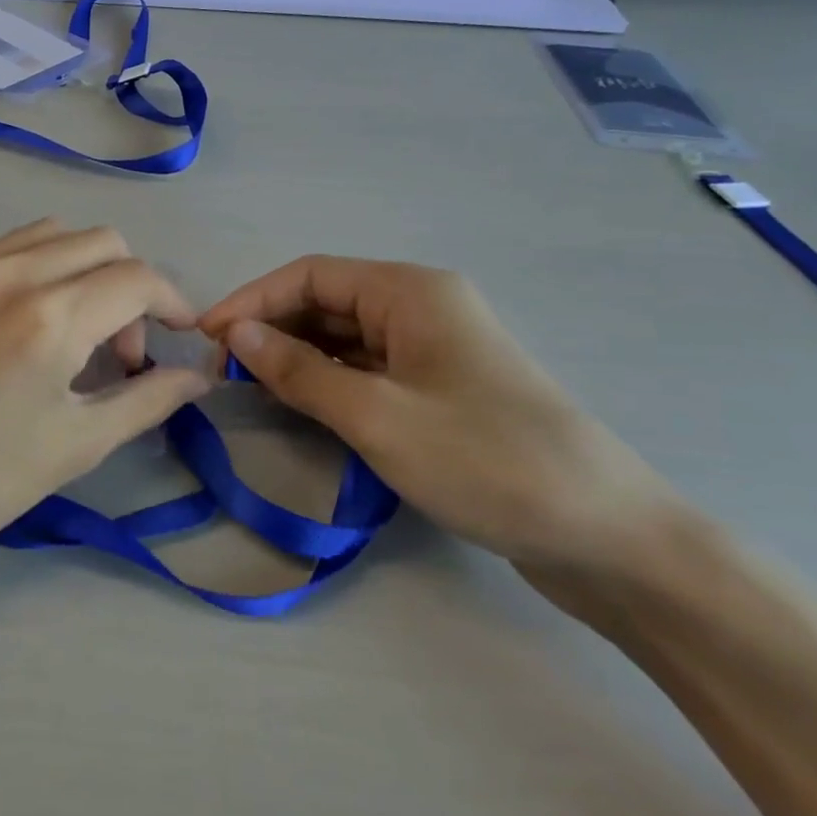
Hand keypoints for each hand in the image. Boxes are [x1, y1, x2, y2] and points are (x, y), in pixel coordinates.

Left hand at [0, 221, 210, 565]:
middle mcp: (7, 273)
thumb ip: (147, 399)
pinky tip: (18, 323)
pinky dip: (33, 269)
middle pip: (101, 242)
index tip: (180, 338)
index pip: (138, 279)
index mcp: (48, 318)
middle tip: (118, 351)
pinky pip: (1, 248)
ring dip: (82, 269)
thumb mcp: (75, 446)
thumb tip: (199, 376)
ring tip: (71, 330)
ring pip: (51, 234)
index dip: (174, 303)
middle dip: (130, 286)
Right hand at [199, 258, 689, 589]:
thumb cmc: (486, 461)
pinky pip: (368, 370)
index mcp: (410, 292)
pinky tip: (303, 407)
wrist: (611, 539)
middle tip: (223, 373)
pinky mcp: (442, 389)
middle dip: (271, 330)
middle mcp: (421, 307)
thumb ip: (297, 371)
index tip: (205, 338)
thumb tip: (234, 335)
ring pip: (345, 339)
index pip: (309, 276)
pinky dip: (329, 382)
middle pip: (326, 303)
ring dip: (297, 358)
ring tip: (251, 391)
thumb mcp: (376, 417)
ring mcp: (435, 349)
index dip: (251, 301)